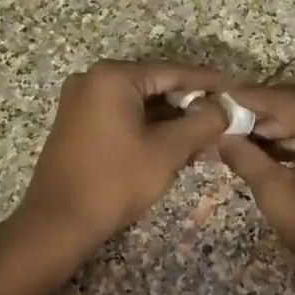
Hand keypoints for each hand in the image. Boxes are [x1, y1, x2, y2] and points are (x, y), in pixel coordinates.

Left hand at [17, 60, 230, 251]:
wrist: (57, 223)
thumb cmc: (114, 182)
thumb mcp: (167, 151)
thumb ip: (202, 123)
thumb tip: (222, 108)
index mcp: (113, 76)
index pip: (173, 72)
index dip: (209, 82)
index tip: (237, 90)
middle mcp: (93, 79)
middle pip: (156, 85)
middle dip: (191, 103)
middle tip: (225, 117)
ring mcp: (81, 101)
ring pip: (140, 103)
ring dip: (172, 119)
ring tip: (207, 134)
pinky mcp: (78, 123)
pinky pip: (122, 115)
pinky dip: (149, 127)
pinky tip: (177, 142)